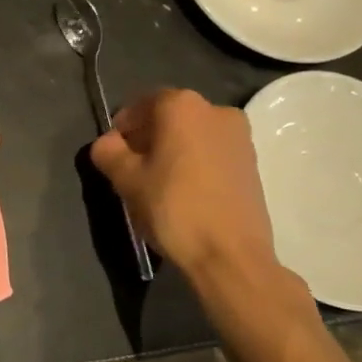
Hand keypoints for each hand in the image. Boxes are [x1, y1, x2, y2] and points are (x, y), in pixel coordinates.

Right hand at [90, 88, 315, 348]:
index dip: (122, 128)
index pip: (140, 105)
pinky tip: (185, 192)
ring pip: (192, 135)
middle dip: (148, 138)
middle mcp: (215, 109)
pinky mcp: (253, 162)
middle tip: (132, 170)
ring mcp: (240, 136)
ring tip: (159, 184)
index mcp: (182, 105)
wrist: (231, 256)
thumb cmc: (173, 208)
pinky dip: (195, 163)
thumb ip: (108, 152)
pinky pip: (212, 152)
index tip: (114, 155)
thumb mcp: (126, 179)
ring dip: (172, 151)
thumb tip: (108, 143)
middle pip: (168, 117)